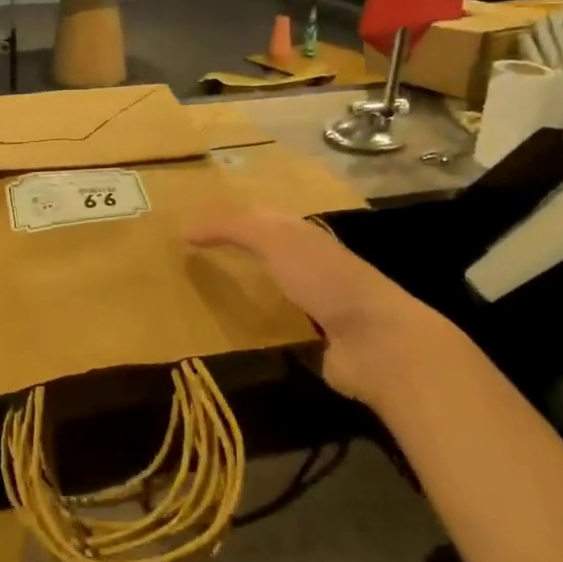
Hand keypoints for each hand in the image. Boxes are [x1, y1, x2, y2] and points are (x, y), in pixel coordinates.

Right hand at [187, 210, 457, 408]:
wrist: (376, 341)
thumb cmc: (325, 280)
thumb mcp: (276, 240)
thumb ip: (235, 229)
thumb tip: (186, 231)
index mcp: (303, 235)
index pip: (259, 219)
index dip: (227, 221)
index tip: (192, 231)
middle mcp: (310, 265)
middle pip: (266, 253)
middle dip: (236, 252)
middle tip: (194, 260)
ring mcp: (315, 305)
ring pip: (271, 290)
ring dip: (244, 290)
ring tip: (205, 296)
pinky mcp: (315, 342)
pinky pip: (277, 327)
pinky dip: (256, 325)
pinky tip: (233, 331)